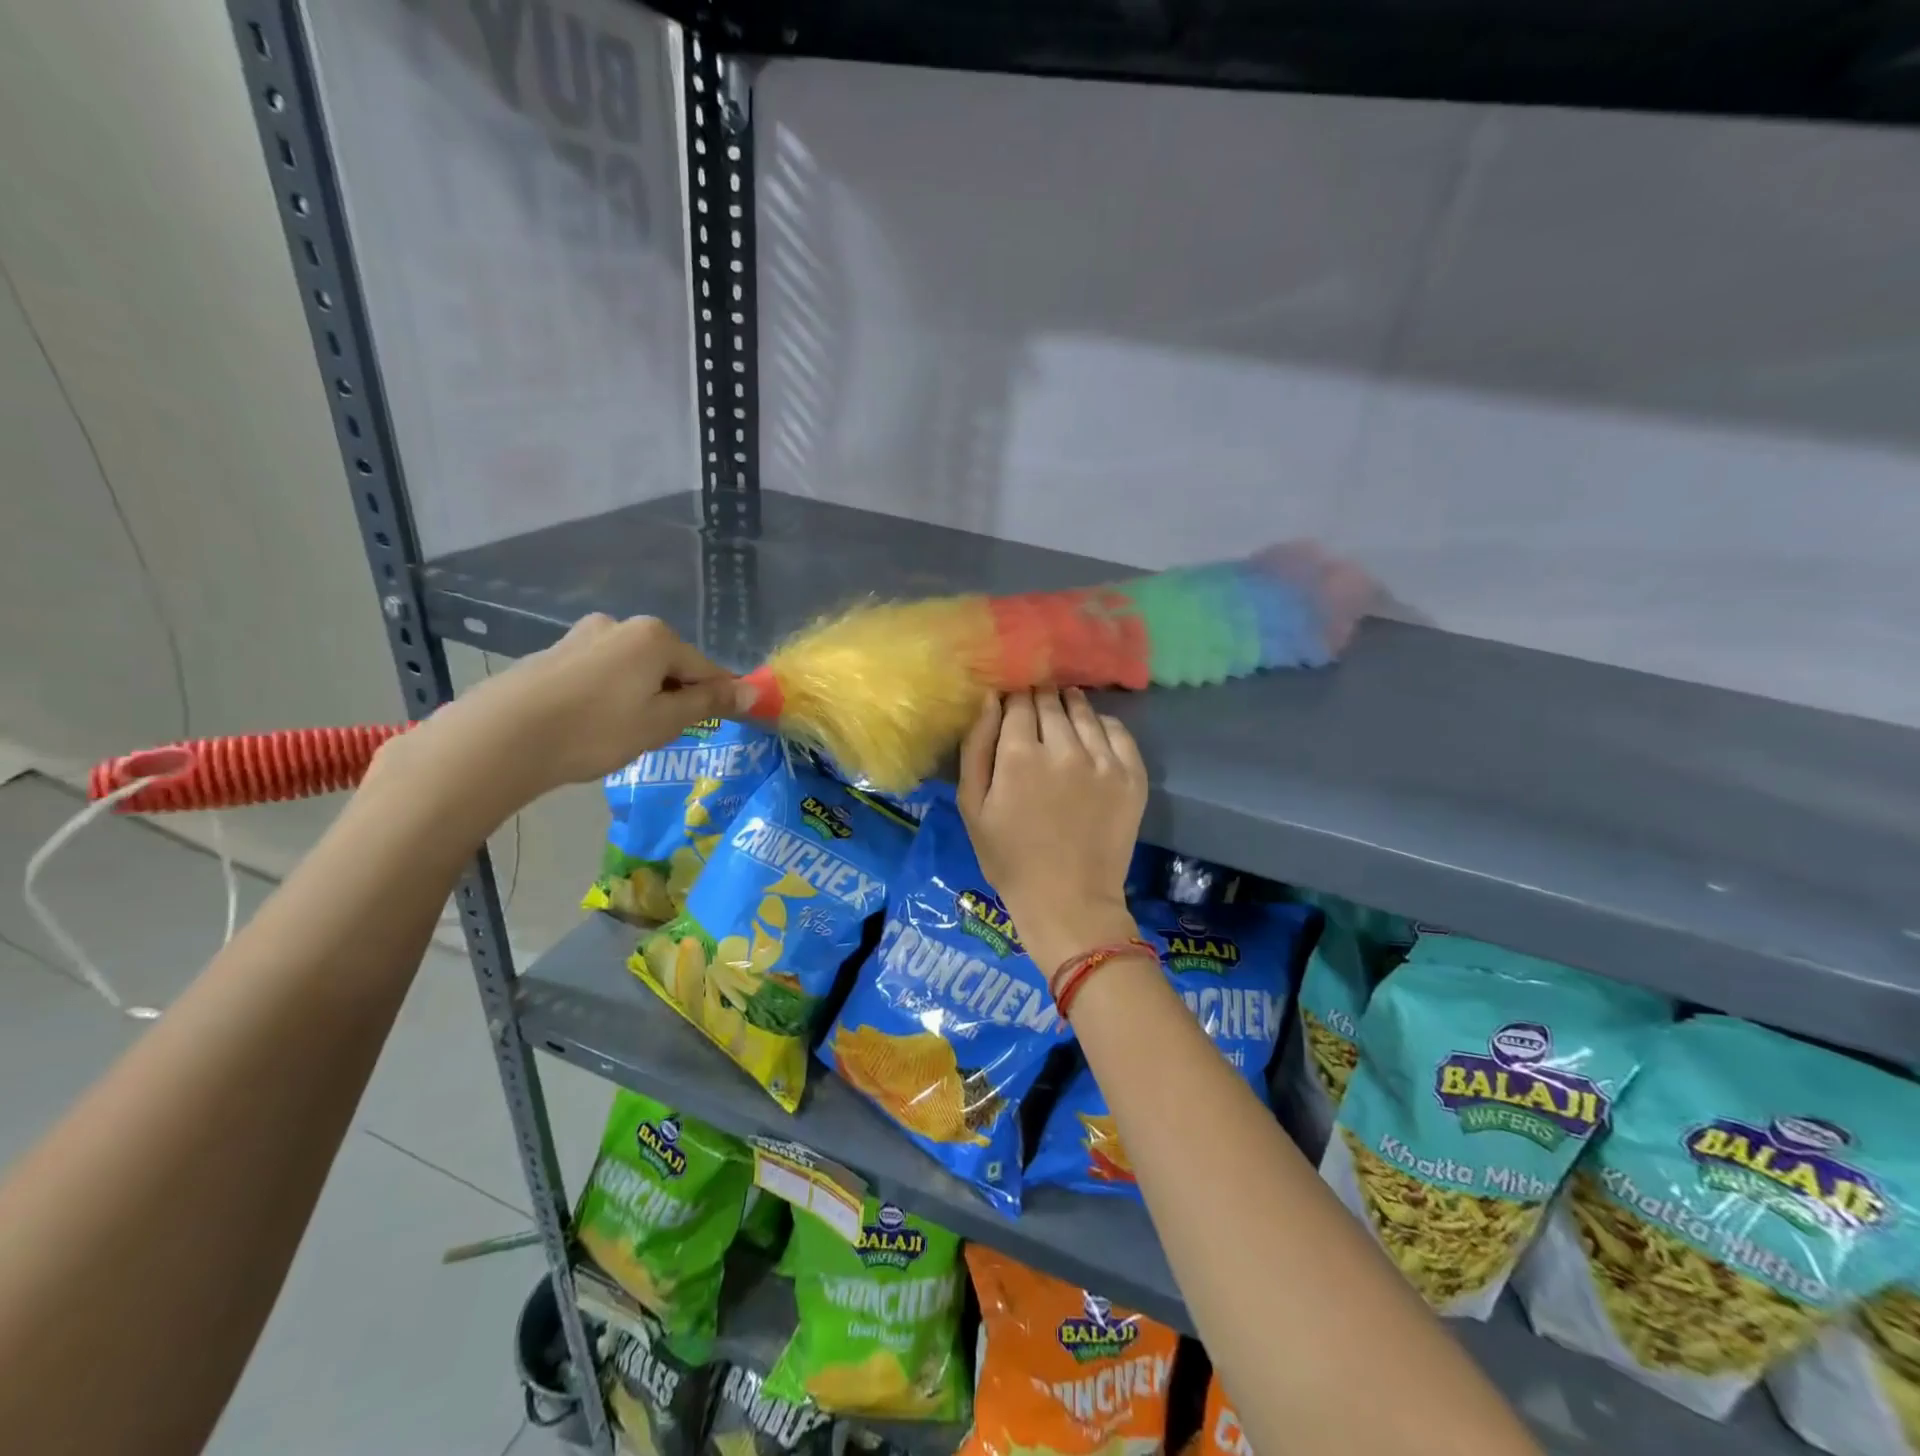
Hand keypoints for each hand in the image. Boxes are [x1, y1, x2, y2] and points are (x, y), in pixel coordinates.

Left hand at [388, 615, 744, 811]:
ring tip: (623, 734)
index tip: (718, 728)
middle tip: (661, 737)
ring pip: (635, 670)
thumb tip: (753, 690)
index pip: (707, 668)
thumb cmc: (596, 730)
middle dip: (674, 697)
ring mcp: (583, 636)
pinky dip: (610, 695)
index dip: (718, 700)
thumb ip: (708, 703)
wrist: (502, 738)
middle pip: (669, 664)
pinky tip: (593, 724)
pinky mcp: (554, 653)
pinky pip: (602, 673)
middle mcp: (621, 625)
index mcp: (655, 636)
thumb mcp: (663, 722)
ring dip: (642, 697)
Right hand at [957, 689, 1148, 979]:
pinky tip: (1091, 735)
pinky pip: (1118, 731)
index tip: (1011, 708)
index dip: (1013, 700)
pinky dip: (1102, 725)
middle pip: (1051, 701)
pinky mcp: (1132, 775)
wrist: (1068, 901)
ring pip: (1084, 711)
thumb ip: (976, 747)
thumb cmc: (1010, 858)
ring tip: (1063, 715)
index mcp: (1020, 755)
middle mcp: (1064, 748)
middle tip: (1035, 711)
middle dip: (1040, 699)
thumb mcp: (973, 806)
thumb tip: (989, 699)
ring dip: (1070, 706)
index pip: (1018, 702)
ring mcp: (1103, 761)